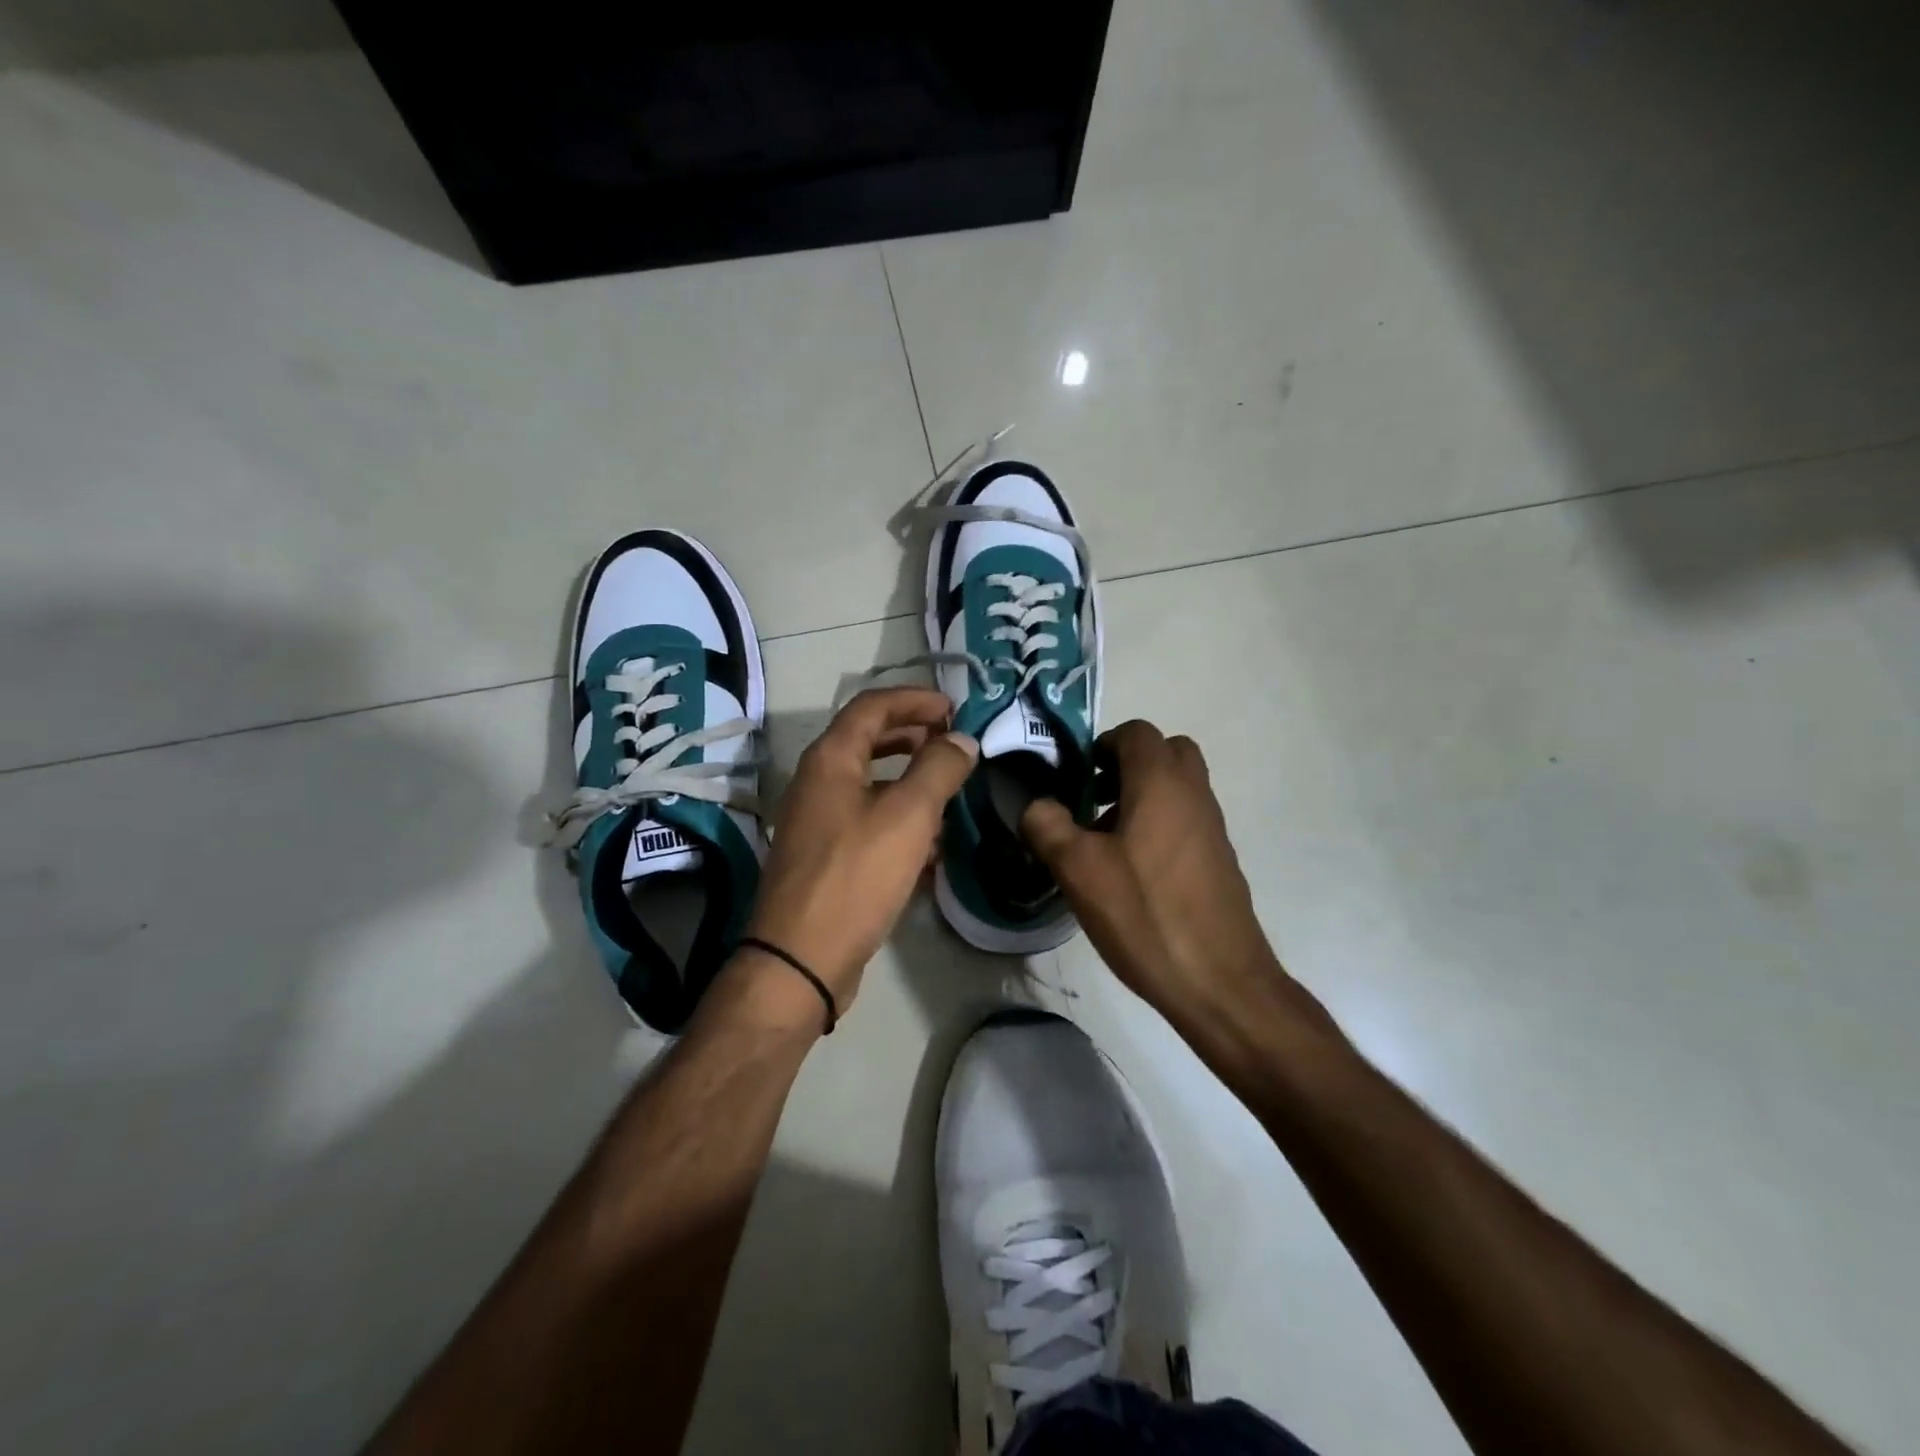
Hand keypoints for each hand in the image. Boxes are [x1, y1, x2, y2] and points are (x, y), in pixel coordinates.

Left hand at [740, 688, 978, 1021]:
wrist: (801, 958)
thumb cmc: (856, 876)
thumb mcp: (908, 816)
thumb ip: (938, 769)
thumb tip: (961, 739)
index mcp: (830, 760)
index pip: (871, 706)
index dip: (914, 700)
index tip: (954, 709)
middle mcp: (816, 782)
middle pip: (867, 740)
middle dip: (912, 735)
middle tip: (952, 742)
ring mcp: (816, 821)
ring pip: (869, 783)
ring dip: (908, 778)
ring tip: (947, 789)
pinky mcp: (824, 856)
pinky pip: (866, 820)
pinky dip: (897, 817)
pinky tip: (928, 842)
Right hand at [1021, 721, 1289, 1028]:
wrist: (1219, 980)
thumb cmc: (1145, 914)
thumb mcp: (1078, 869)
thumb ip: (1047, 825)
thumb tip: (1037, 805)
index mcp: (1161, 782)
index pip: (1135, 732)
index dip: (1101, 745)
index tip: (1076, 778)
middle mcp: (1193, 792)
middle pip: (1164, 752)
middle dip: (1126, 765)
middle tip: (1094, 799)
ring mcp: (1212, 826)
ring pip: (1177, 786)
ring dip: (1142, 795)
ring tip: (1105, 840)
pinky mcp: (1219, 858)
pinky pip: (1186, 818)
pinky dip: (1160, 824)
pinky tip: (1133, 872)